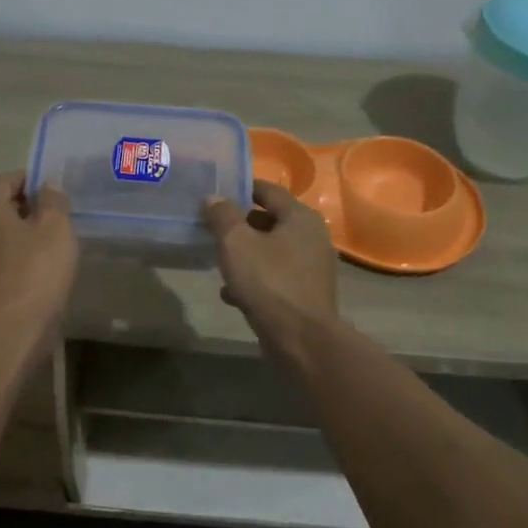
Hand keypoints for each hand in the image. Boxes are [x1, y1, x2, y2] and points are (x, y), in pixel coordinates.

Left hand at [0, 171, 77, 351]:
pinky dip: (24, 254)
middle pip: (1, 208)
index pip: (3, 181)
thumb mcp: (55, 228)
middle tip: (58, 209)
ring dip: (27, 231)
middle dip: (28, 204)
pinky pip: (7, 257)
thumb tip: (48, 184)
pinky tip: (48, 263)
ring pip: (4, 234)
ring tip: (57, 236)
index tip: (51, 183)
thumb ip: (53, 201)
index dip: (27, 177)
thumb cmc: (37, 270)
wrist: (16, 328)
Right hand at [202, 181, 339, 355]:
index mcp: (300, 217)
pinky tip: (232, 293)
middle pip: (272, 221)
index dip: (242, 189)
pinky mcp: (307, 293)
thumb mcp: (236, 243)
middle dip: (242, 224)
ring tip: (220, 260)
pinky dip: (256, 279)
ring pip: (273, 251)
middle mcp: (312, 237)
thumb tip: (214, 198)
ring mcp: (313, 267)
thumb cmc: (269, 282)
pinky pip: (277, 276)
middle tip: (214, 228)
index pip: (269, 190)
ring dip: (247, 254)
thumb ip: (222, 216)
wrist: (301, 339)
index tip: (218, 193)